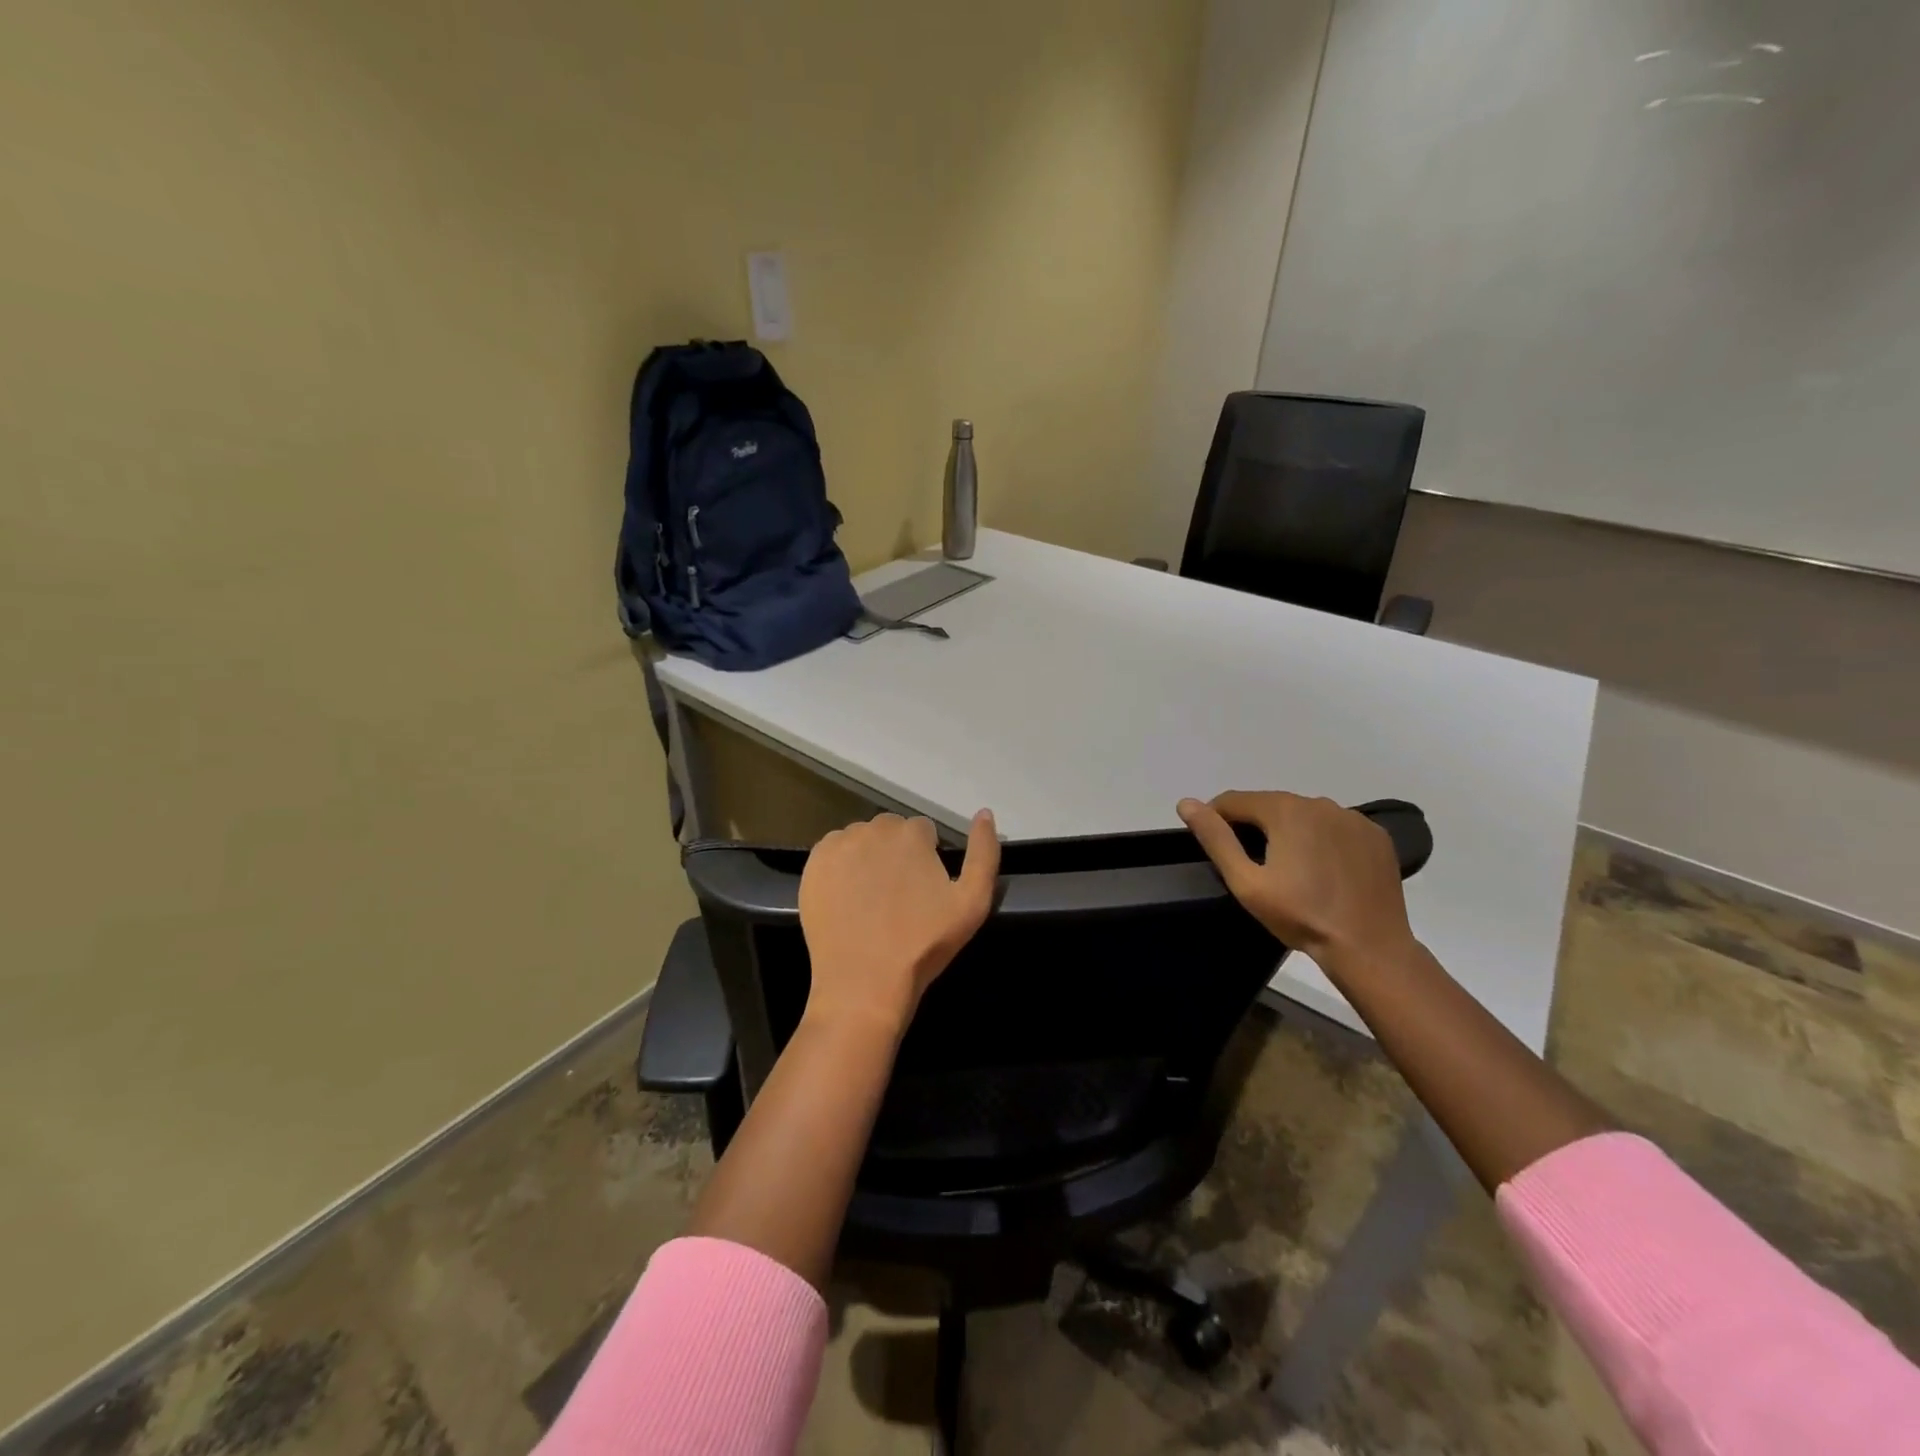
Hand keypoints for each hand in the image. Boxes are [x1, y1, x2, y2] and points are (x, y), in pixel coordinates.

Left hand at [798, 810, 999, 1037]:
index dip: (927, 858)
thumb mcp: (973, 903)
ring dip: (869, 857)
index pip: (924, 831)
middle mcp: (873, 829)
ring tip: (872, 899)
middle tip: (899, 896)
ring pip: (861, 840)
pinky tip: (847, 898)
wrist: (864, 983)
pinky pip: (832, 852)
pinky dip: (841, 867)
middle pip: (890, 831)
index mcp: (912, 834)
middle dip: (897, 853)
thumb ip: (985, 852)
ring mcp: (839, 846)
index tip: (924, 889)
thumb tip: (985, 813)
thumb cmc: (923, 944)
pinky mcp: (813, 865)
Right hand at [1178, 791, 1416, 972]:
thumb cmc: (1300, 915)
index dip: (1217, 819)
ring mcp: (1354, 818)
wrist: (1368, 947)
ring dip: (1290, 831)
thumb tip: (1186, 803)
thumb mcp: (1246, 882)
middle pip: (1272, 805)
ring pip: (1305, 815)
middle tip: (1251, 864)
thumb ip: (1216, 839)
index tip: (1214, 845)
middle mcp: (1320, 803)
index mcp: (1285, 810)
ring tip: (1289, 869)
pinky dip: (1323, 840)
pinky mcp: (1376, 837)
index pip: (1235, 800)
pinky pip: (1337, 828)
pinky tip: (1324, 870)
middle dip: (1255, 826)